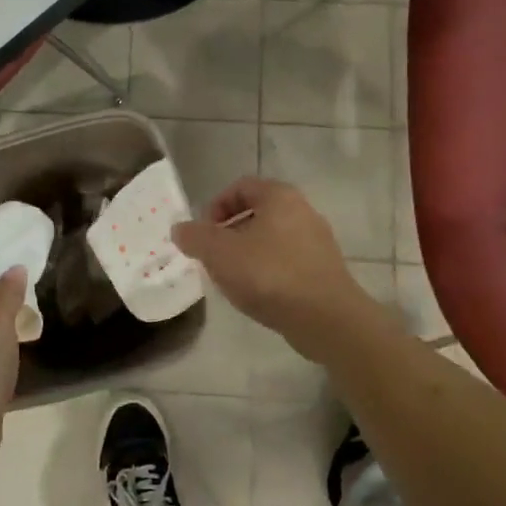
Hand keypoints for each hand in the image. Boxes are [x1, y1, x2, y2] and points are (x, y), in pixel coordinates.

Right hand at [171, 177, 375, 359]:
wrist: (325, 318)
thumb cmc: (269, 275)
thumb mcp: (220, 253)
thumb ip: (195, 237)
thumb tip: (180, 229)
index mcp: (279, 197)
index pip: (241, 187)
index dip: (215, 206)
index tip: (203, 233)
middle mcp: (303, 211)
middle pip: (257, 212)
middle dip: (229, 233)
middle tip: (213, 257)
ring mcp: (318, 241)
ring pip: (272, 238)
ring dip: (247, 253)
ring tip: (232, 279)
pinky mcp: (324, 270)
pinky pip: (287, 261)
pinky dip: (268, 271)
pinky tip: (258, 294)